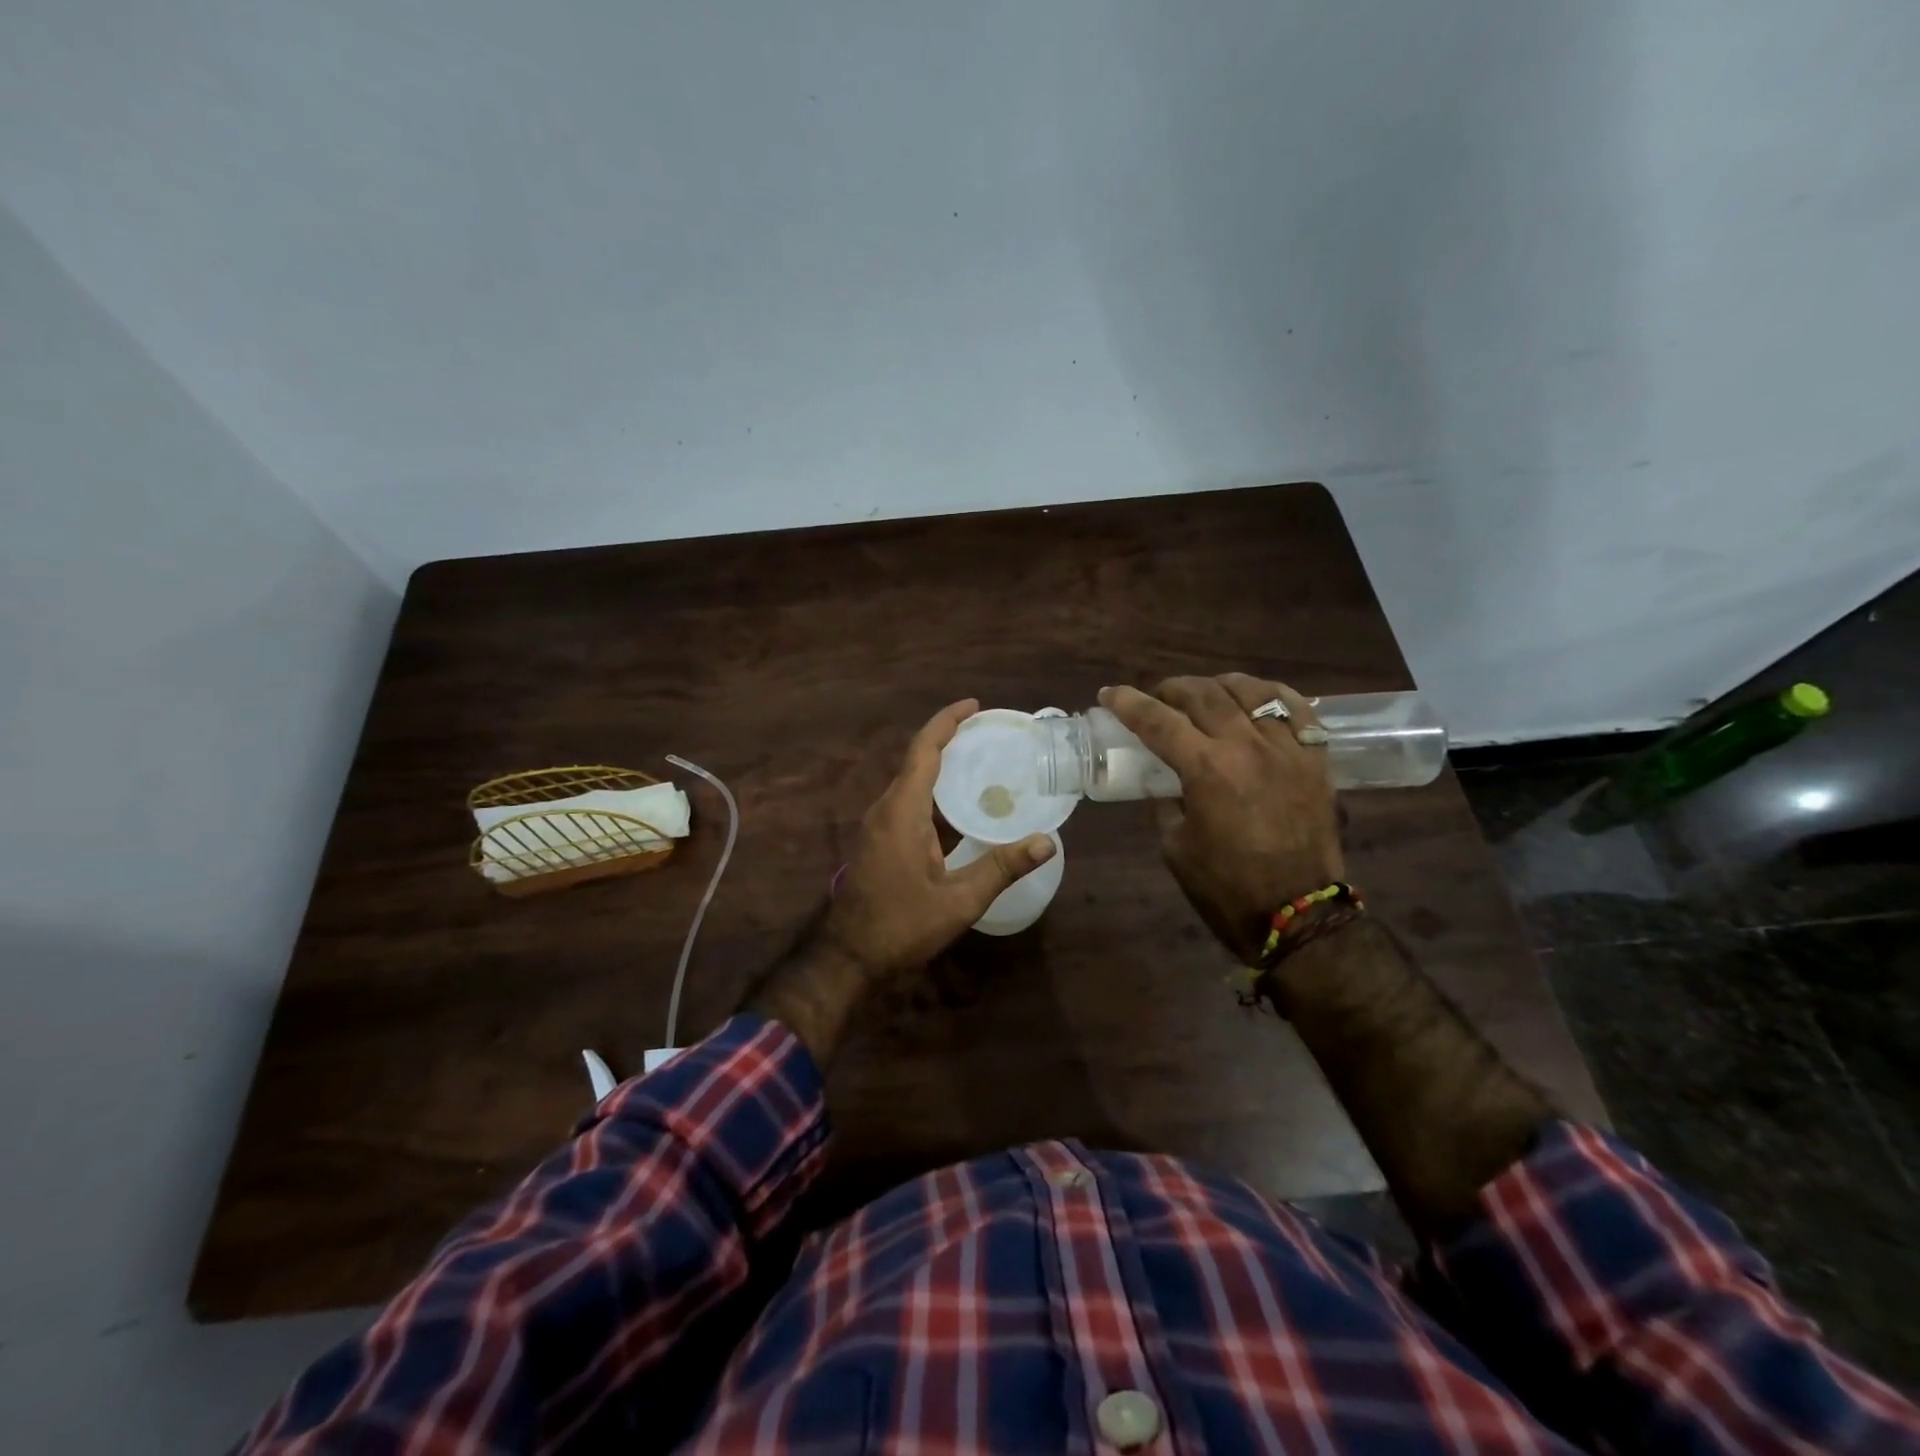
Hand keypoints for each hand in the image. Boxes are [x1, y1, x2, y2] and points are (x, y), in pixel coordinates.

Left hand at [823, 699, 1056, 979]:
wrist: (850, 958)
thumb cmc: (902, 926)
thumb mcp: (958, 900)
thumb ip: (1001, 867)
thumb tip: (1047, 842)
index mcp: (901, 811)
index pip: (923, 750)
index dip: (947, 722)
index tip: (974, 705)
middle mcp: (886, 809)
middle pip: (917, 760)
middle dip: (950, 740)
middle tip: (991, 734)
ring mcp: (879, 826)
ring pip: (912, 783)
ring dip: (943, 768)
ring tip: (984, 762)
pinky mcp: (880, 842)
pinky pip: (909, 804)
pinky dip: (936, 794)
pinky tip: (963, 807)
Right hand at [1101, 675, 1343, 962]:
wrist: (1297, 915)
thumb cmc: (1226, 887)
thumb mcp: (1175, 845)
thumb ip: (1166, 801)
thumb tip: (1166, 779)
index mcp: (1206, 770)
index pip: (1157, 720)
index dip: (1128, 703)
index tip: (1110, 694)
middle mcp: (1247, 747)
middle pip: (1203, 694)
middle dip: (1171, 689)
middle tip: (1157, 698)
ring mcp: (1287, 749)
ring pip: (1251, 691)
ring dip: (1218, 686)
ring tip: (1205, 694)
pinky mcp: (1316, 759)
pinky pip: (1296, 709)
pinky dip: (1271, 695)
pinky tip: (1255, 699)